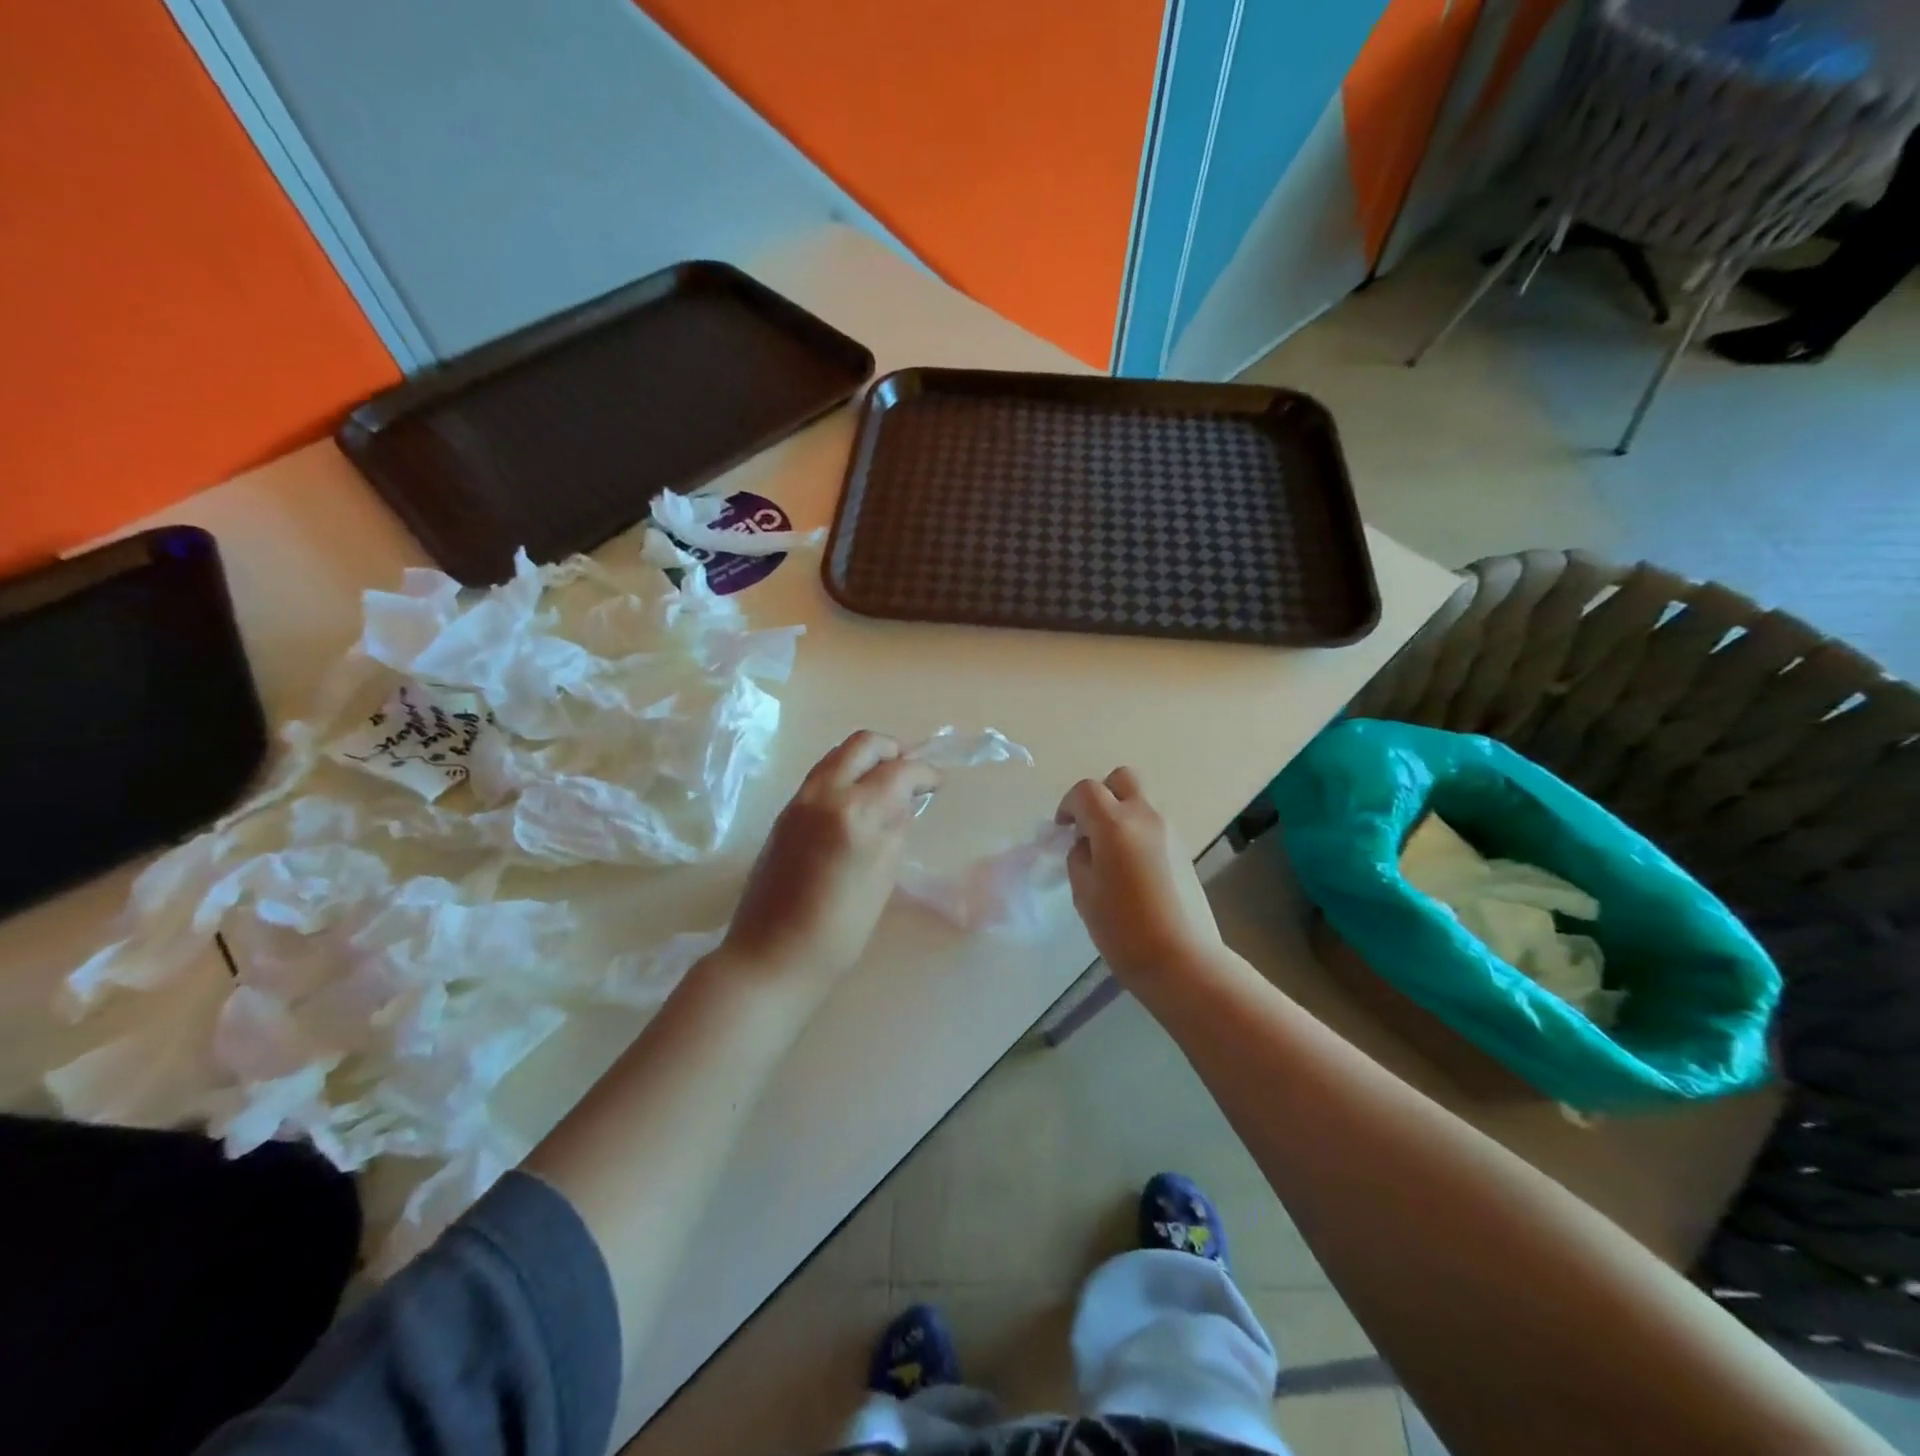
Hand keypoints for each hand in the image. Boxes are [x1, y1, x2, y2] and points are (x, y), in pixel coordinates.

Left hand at [719, 731, 940, 992]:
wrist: (771, 954)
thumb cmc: (839, 929)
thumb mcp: (883, 878)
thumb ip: (895, 829)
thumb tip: (904, 801)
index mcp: (855, 812)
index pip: (899, 770)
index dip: (925, 772)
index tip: (938, 783)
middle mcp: (824, 794)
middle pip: (863, 744)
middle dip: (893, 750)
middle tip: (910, 774)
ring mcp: (799, 800)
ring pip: (838, 754)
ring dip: (867, 760)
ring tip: (886, 788)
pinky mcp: (784, 813)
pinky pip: (821, 775)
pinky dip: (846, 775)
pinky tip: (858, 805)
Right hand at [1056, 768, 1225, 985]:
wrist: (1181, 958)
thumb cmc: (1123, 928)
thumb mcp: (1084, 892)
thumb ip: (1079, 856)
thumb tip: (1086, 844)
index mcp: (1114, 824)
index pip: (1085, 791)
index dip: (1068, 805)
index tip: (1062, 829)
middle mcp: (1144, 816)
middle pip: (1122, 779)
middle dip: (1101, 794)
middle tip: (1089, 827)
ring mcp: (1169, 830)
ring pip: (1141, 799)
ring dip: (1121, 811)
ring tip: (1110, 850)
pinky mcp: (1183, 848)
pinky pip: (1154, 823)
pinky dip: (1137, 830)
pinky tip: (1131, 866)